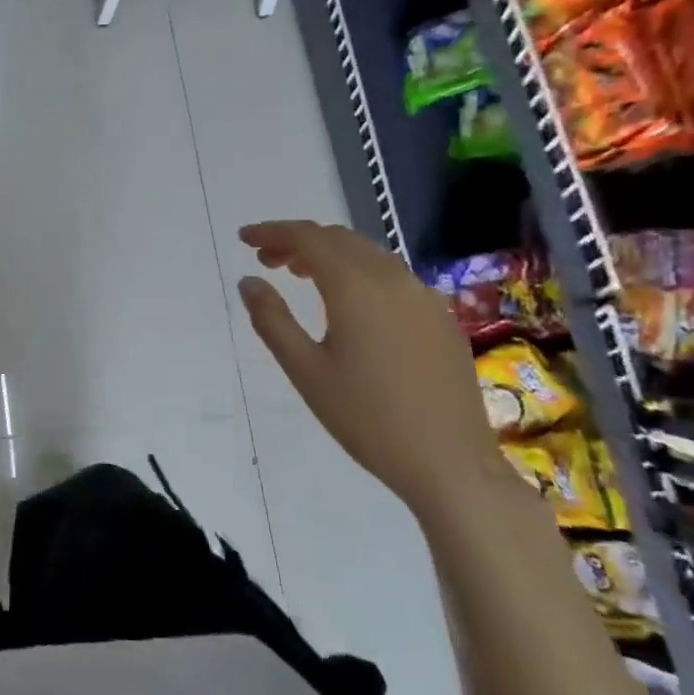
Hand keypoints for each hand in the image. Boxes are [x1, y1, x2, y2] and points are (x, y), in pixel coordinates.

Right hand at [237, 220, 510, 519]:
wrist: (449, 462)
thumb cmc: (366, 418)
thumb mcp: (305, 370)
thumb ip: (272, 320)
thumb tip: (248, 281)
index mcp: (356, 287)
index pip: (308, 239)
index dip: (273, 232)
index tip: (244, 238)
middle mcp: (393, 279)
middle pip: (339, 239)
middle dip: (298, 241)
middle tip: (266, 259)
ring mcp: (423, 297)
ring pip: (368, 254)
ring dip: (329, 253)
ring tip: (299, 274)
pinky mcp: (439, 317)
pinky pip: (391, 275)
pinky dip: (358, 271)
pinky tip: (347, 300)